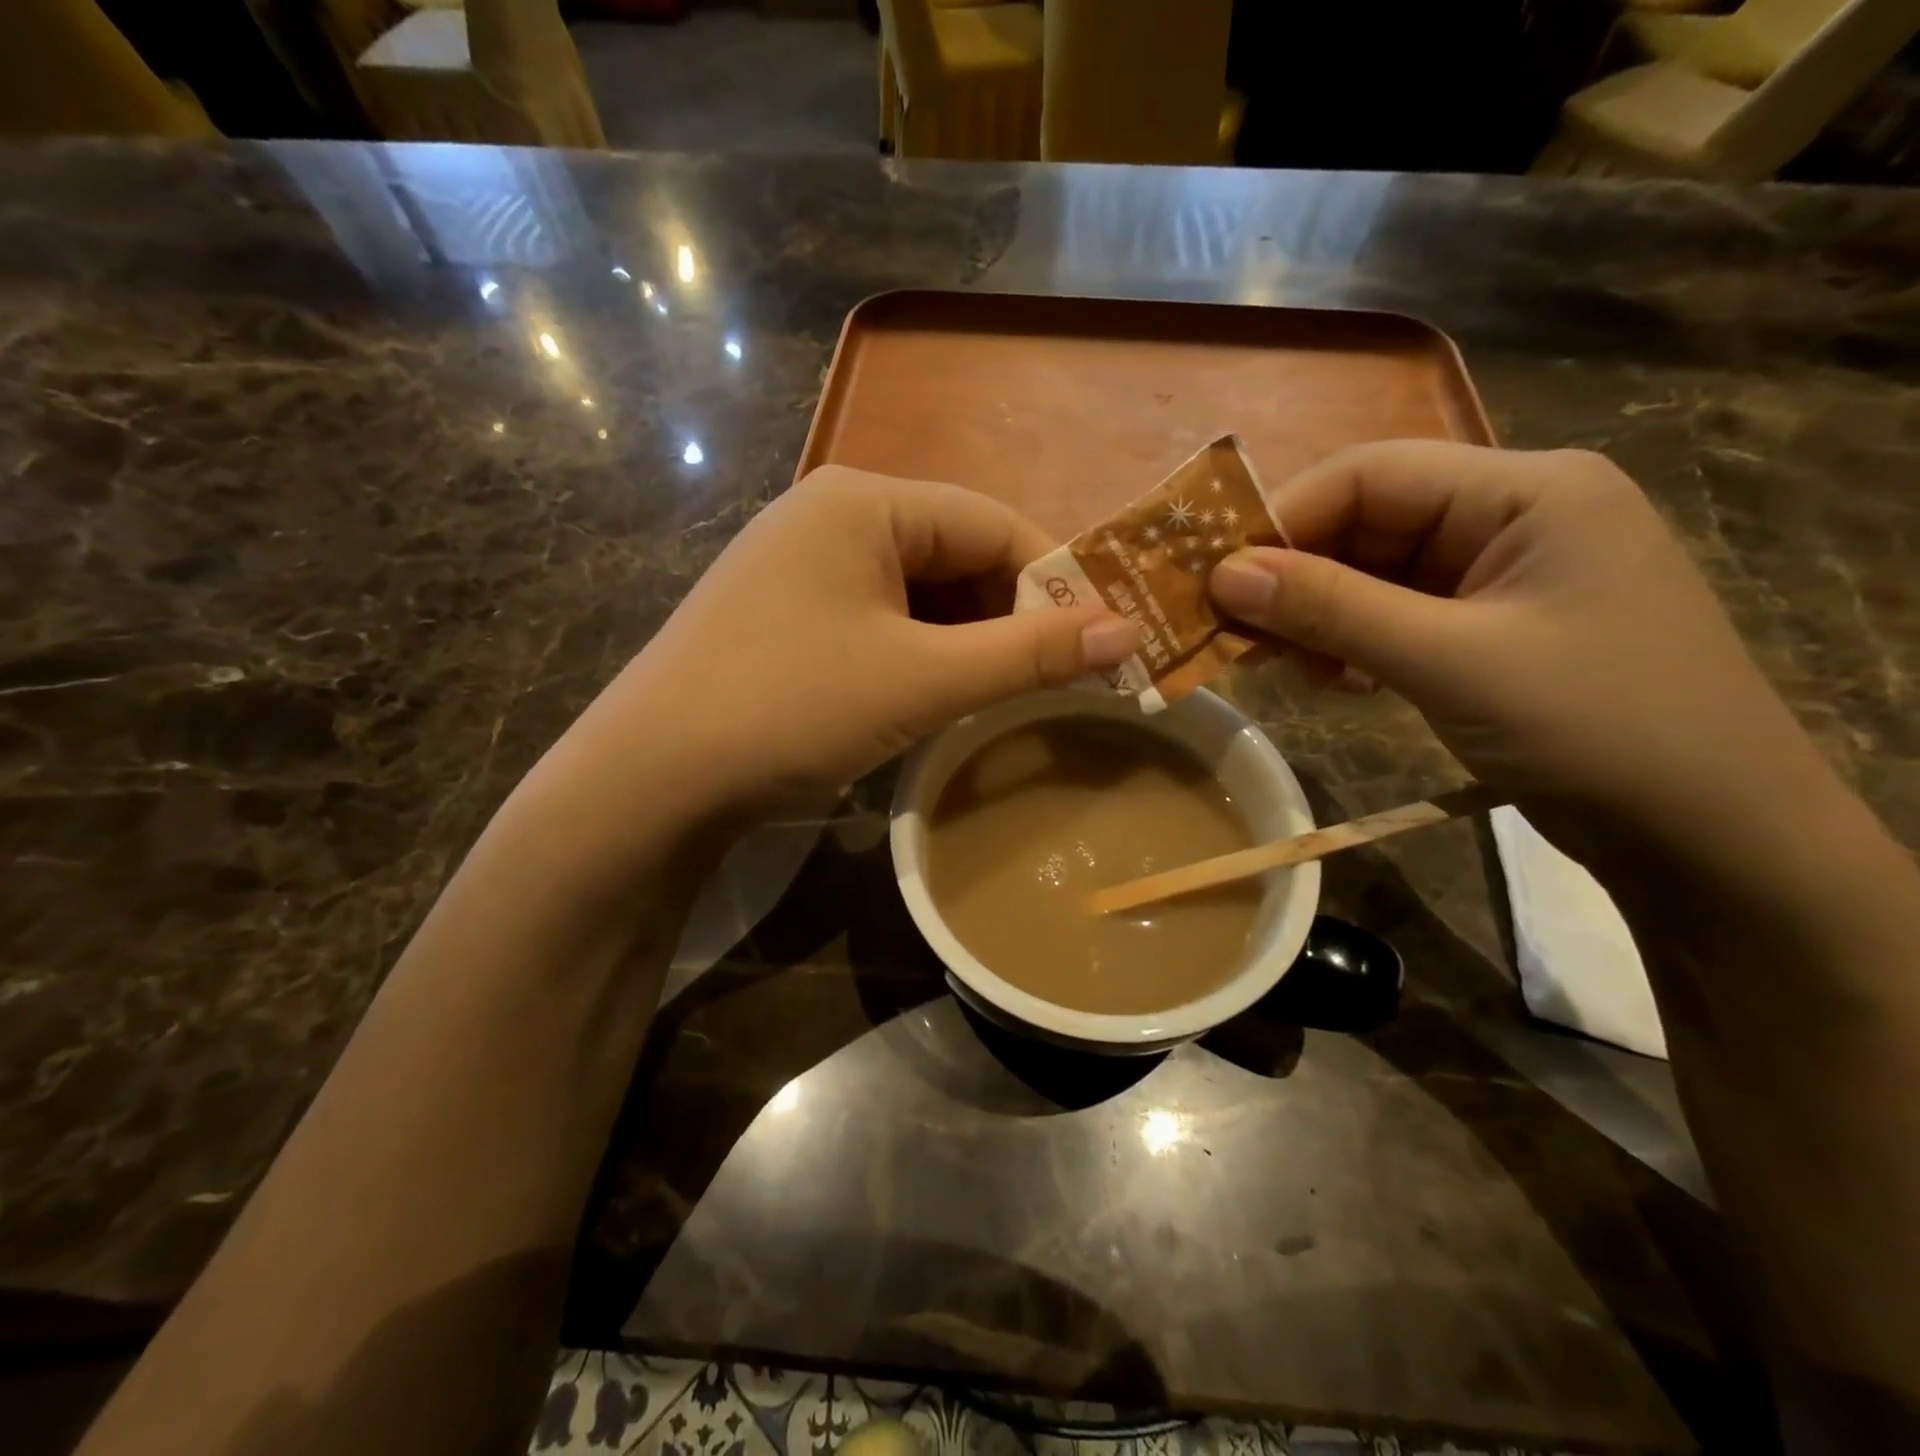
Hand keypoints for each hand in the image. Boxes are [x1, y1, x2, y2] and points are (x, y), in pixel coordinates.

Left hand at [564, 465, 1137, 821]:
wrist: (652, 777)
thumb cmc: (791, 707)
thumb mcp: (922, 680)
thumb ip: (1027, 654)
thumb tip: (1128, 632)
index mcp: (866, 502)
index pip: (992, 523)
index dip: (1054, 581)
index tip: (1100, 641)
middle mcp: (833, 516)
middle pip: (956, 554)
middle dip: (1008, 615)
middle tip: (1054, 678)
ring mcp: (804, 564)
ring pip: (919, 592)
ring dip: (966, 640)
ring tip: (1000, 693)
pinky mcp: (788, 612)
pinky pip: (880, 618)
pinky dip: (920, 652)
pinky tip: (933, 693)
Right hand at [1208, 440, 1829, 849]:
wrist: (1710, 837)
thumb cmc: (1597, 727)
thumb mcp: (1449, 661)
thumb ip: (1333, 610)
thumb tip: (1223, 575)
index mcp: (1525, 489)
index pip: (1371, 473)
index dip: (1283, 519)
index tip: (1215, 578)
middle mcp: (1509, 516)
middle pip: (1365, 524)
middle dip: (1293, 576)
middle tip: (1229, 631)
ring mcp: (1498, 577)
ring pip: (1370, 575)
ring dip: (1315, 616)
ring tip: (1275, 664)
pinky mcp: (1485, 630)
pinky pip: (1392, 617)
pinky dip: (1347, 643)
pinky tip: (1327, 679)